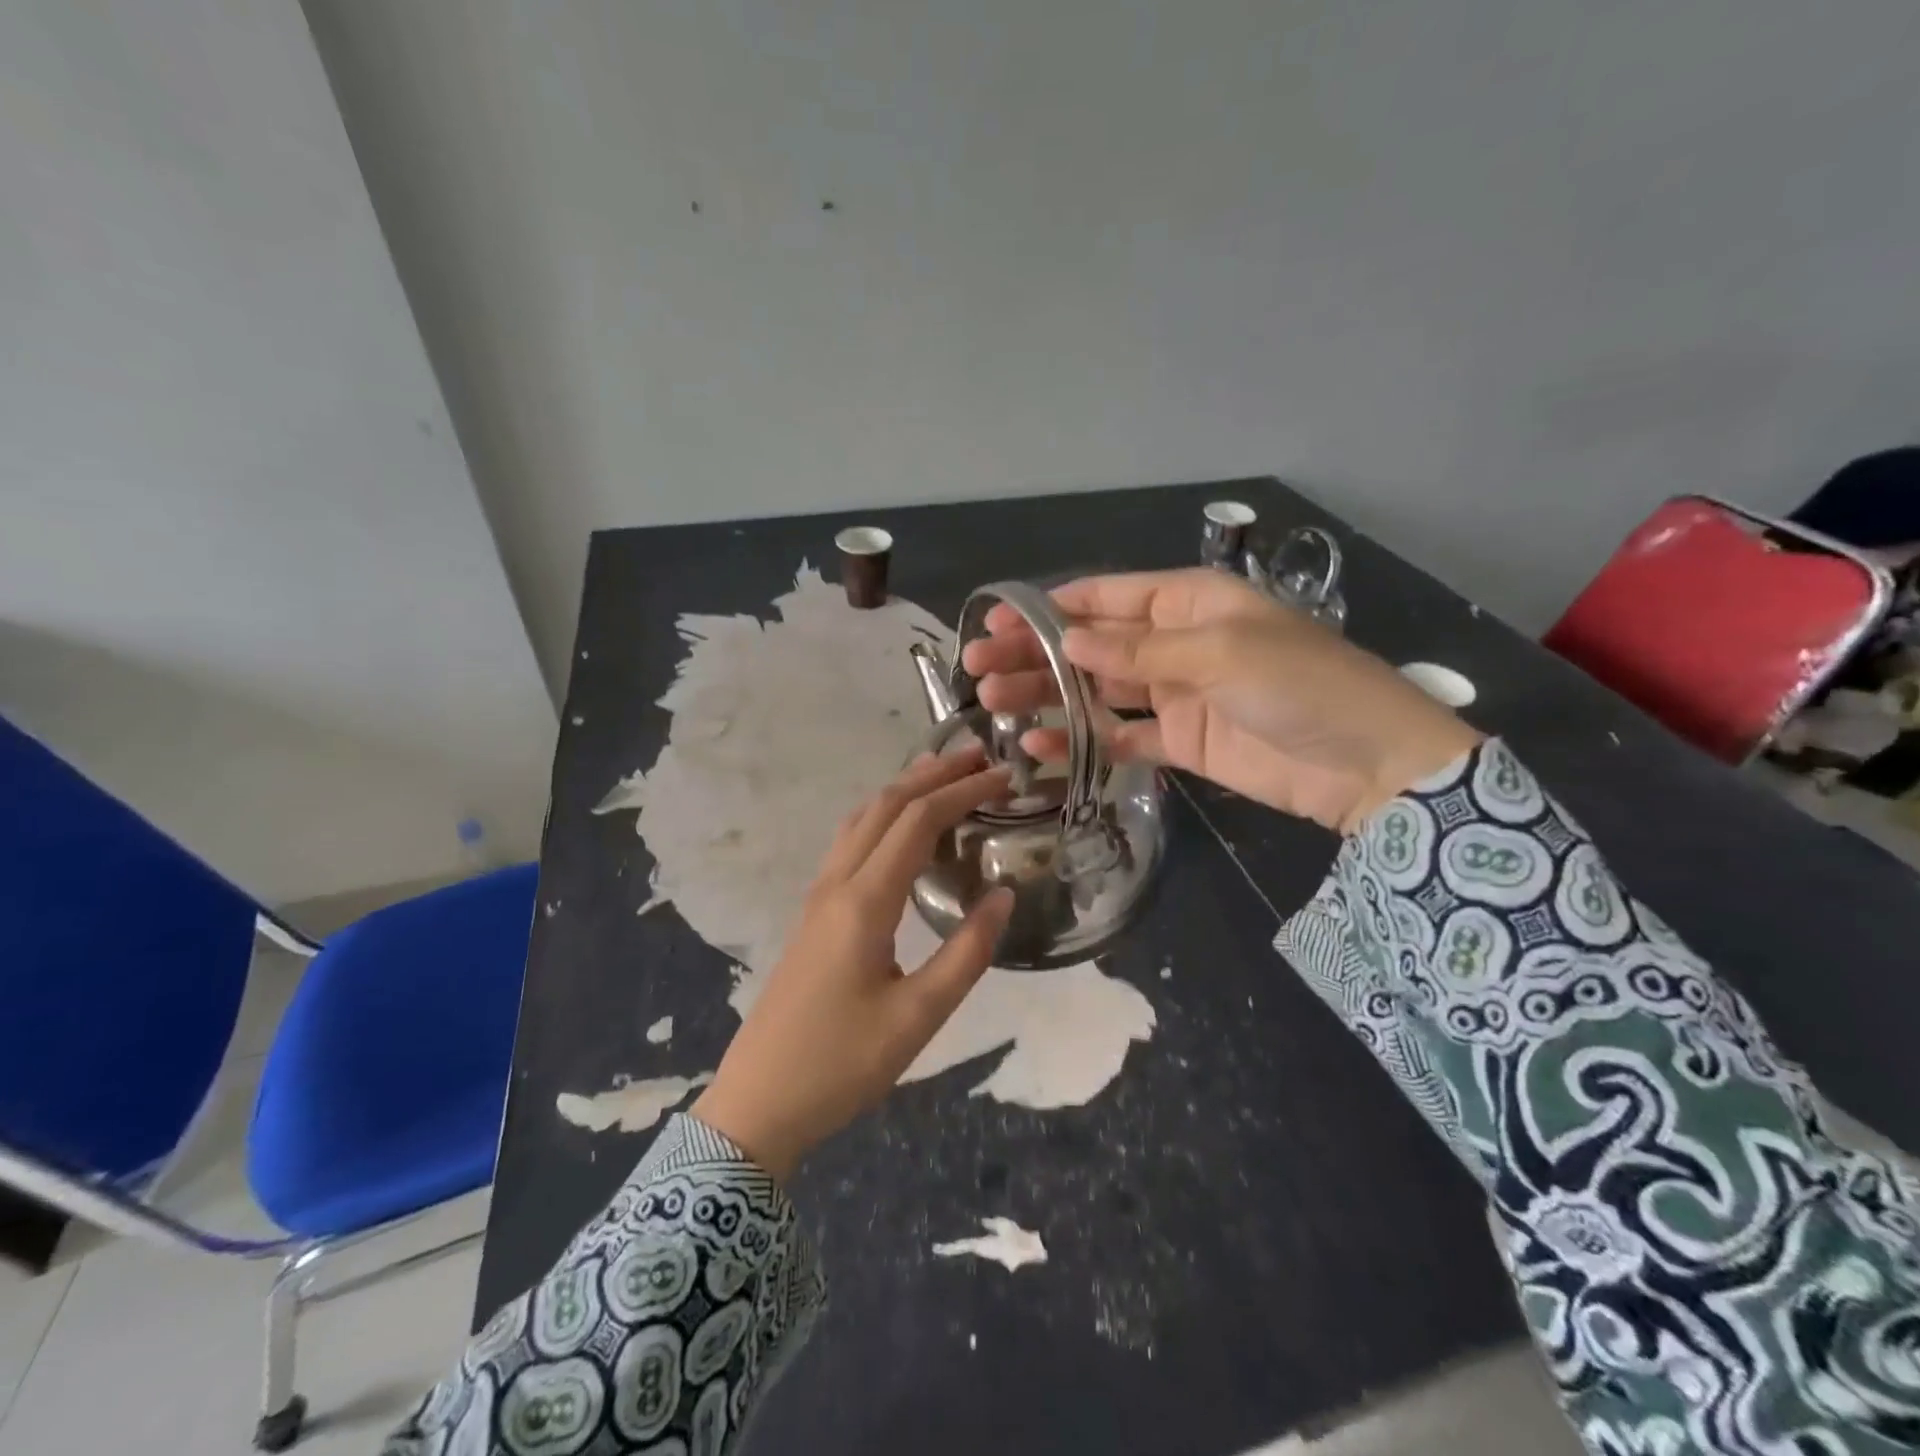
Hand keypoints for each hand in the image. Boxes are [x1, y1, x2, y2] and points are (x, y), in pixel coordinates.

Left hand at [690, 749, 1014, 1179]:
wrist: (758, 1101)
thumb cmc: (841, 1064)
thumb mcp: (918, 1017)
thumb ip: (966, 953)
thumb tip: (1003, 894)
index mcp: (865, 901)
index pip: (918, 822)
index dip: (962, 792)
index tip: (1003, 778)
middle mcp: (837, 883)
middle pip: (885, 806)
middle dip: (933, 775)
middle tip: (979, 757)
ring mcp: (818, 895)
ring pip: (861, 819)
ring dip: (903, 789)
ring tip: (943, 776)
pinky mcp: (813, 913)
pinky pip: (849, 842)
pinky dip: (882, 816)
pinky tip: (898, 829)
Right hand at [960, 568, 1480, 834]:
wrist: (1366, 765)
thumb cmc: (1300, 686)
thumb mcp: (1220, 653)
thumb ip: (1139, 651)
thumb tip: (1069, 641)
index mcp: (1188, 603)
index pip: (1106, 596)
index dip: (1049, 608)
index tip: (998, 622)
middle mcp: (1174, 643)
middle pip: (1091, 645)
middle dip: (1035, 653)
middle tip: (978, 669)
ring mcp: (1174, 694)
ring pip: (1096, 691)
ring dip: (1047, 696)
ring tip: (995, 704)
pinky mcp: (1178, 742)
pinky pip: (1119, 736)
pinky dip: (1082, 739)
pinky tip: (1040, 743)